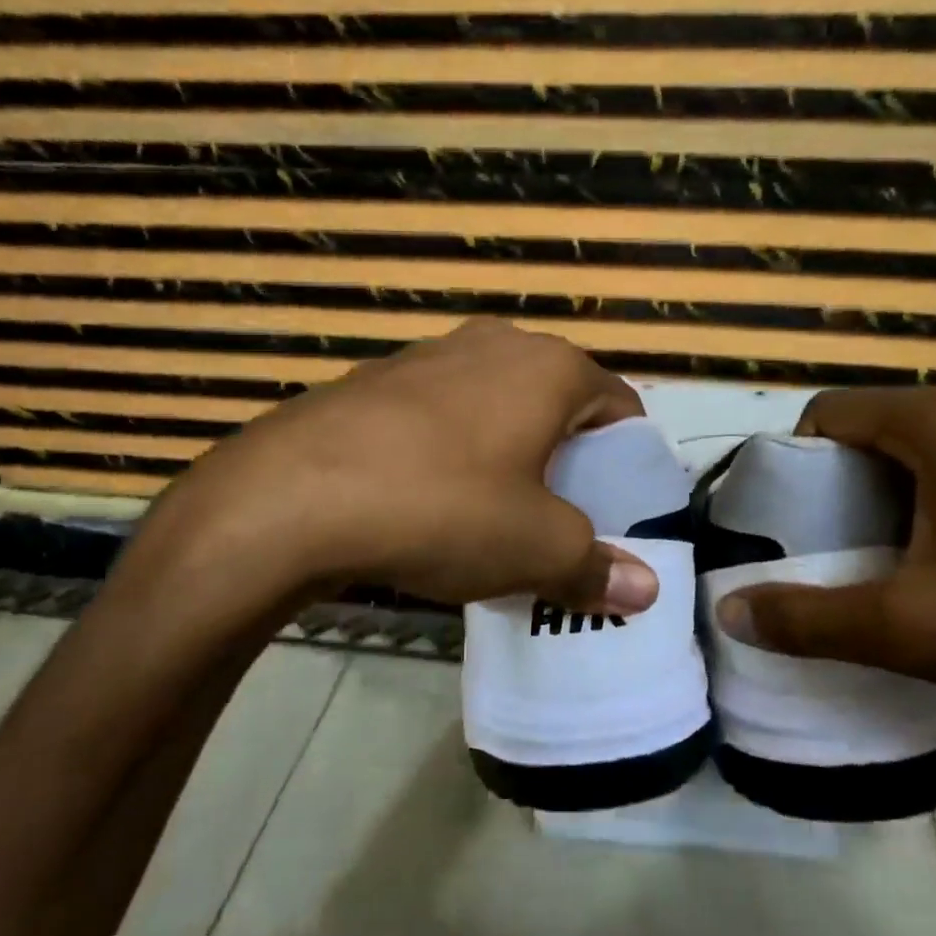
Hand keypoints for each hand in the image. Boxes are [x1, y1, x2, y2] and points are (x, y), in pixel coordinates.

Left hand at [108, 319, 658, 637]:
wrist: (290, 496)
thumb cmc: (442, 508)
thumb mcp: (533, 549)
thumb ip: (595, 566)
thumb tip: (644, 591)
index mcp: (550, 368)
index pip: (619, 405)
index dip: (627, 459)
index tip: (618, 507)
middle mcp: (496, 344)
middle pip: (557, 403)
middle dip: (567, 457)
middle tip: (560, 516)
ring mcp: (430, 354)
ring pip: (496, 405)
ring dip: (509, 452)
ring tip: (495, 511)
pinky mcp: (376, 378)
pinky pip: (441, 413)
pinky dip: (454, 449)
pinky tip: (429, 498)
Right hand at [717, 386, 935, 726]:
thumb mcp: (905, 629)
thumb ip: (805, 617)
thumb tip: (729, 612)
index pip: (837, 409)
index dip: (805, 454)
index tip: (806, 510)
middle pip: (896, 419)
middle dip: (866, 469)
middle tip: (864, 536)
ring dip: (926, 470)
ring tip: (935, 539)